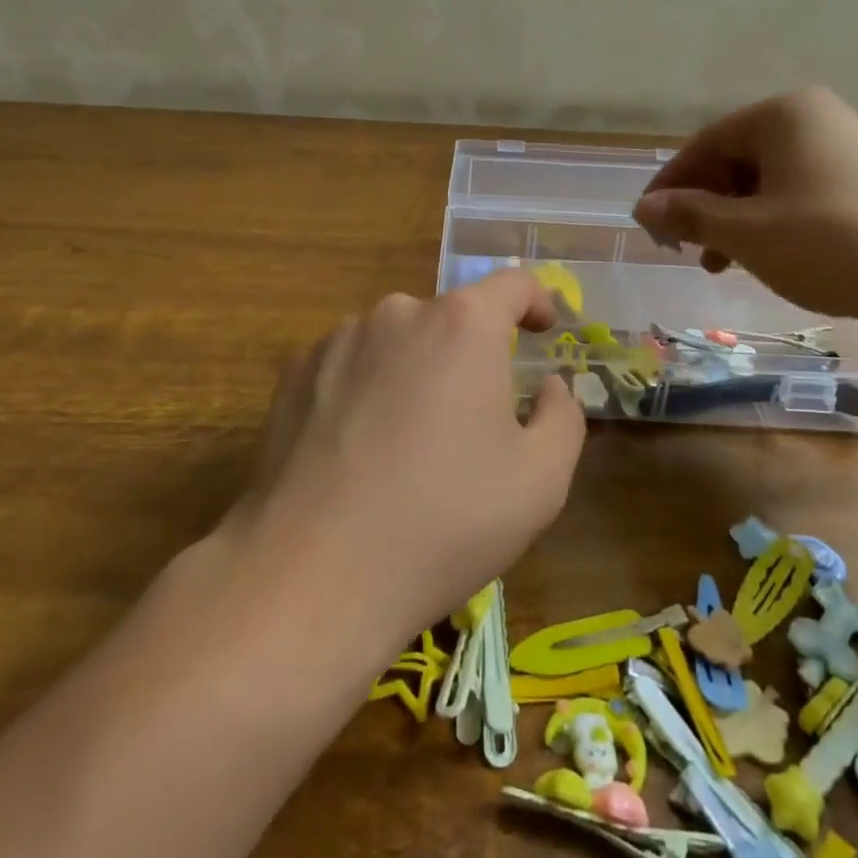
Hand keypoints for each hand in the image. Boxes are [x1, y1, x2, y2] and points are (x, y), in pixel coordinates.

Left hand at [237, 270, 583, 646]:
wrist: (314, 572)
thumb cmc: (445, 520)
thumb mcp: (541, 480)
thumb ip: (563, 416)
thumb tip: (549, 386)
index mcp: (463, 325)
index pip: (512, 285)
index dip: (536, 301)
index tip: (542, 330)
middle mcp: (398, 313)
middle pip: (450, 319)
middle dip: (471, 356)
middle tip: (473, 421)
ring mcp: (338, 339)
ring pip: (397, 343)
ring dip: (415, 372)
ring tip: (408, 444)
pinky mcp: (294, 373)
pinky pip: (349, 366)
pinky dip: (366, 390)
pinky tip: (358, 450)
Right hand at [632, 86, 857, 328]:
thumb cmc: (831, 244)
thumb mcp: (747, 233)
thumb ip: (690, 215)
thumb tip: (643, 207)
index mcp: (782, 114)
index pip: (704, 144)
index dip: (670, 186)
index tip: (648, 225)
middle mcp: (813, 119)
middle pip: (735, 160)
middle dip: (704, 207)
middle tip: (686, 250)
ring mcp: (845, 149)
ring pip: (766, 182)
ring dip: (735, 221)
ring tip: (721, 265)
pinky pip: (799, 194)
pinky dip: (771, 224)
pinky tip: (766, 259)